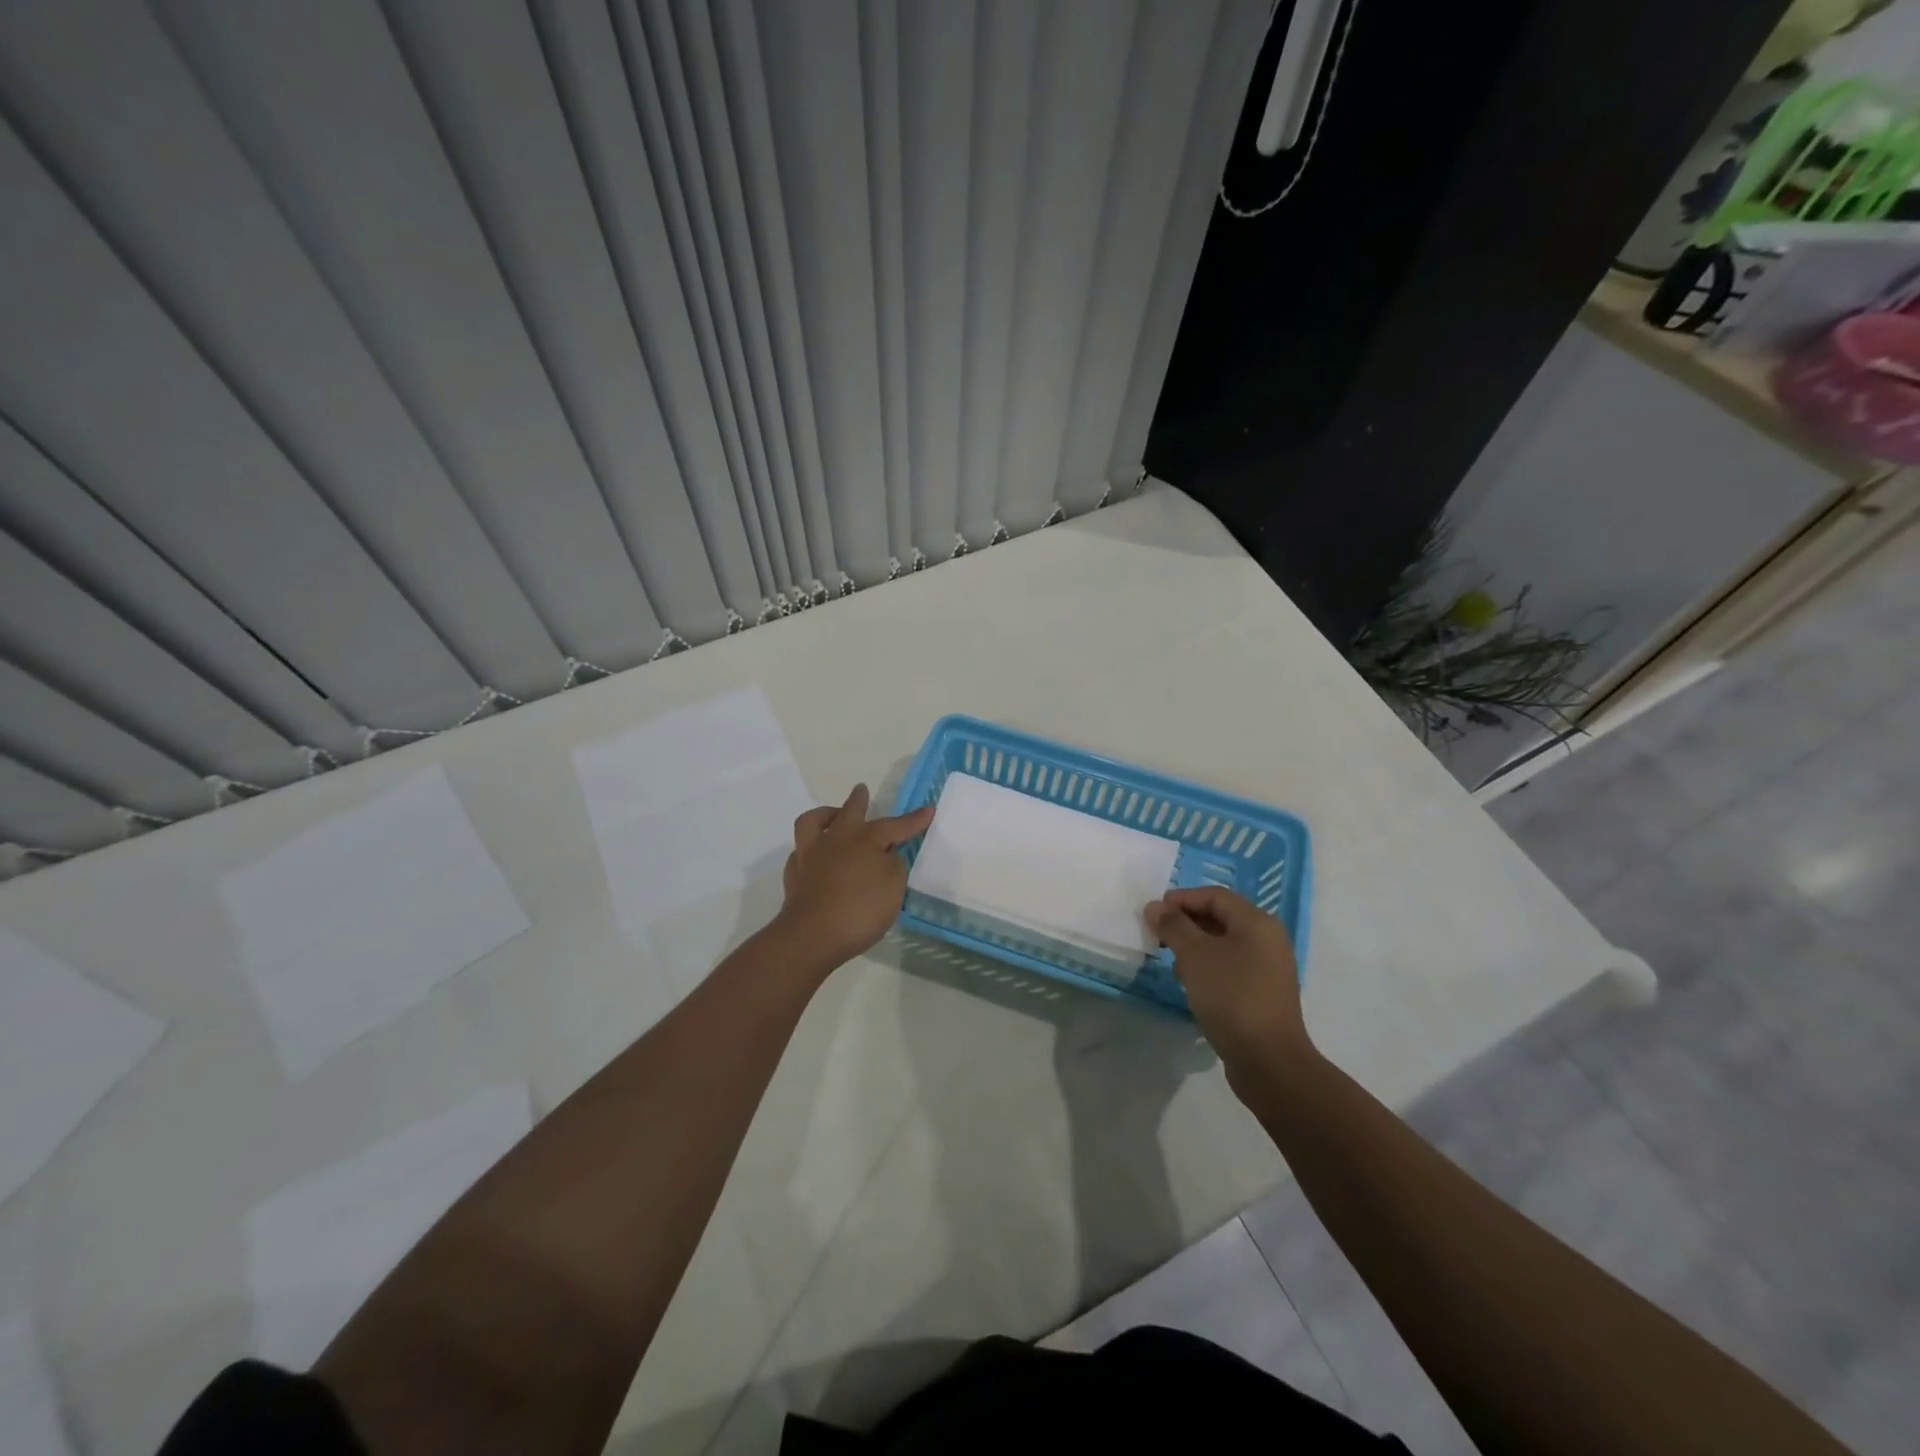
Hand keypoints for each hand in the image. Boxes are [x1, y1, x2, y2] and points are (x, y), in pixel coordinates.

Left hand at [777, 784, 934, 970]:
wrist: (812, 936)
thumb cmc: (860, 909)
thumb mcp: (893, 887)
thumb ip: (893, 866)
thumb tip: (886, 856)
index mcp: (865, 840)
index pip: (894, 825)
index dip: (913, 820)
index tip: (928, 810)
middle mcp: (836, 839)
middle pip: (849, 811)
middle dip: (859, 800)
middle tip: (862, 790)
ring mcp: (810, 855)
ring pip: (813, 822)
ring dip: (825, 815)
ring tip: (833, 816)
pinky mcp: (794, 875)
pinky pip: (801, 851)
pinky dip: (810, 849)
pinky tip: (816, 856)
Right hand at [1145, 887, 1307, 1077]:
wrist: (1268, 1061)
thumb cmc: (1231, 996)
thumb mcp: (1195, 955)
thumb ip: (1173, 926)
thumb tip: (1154, 906)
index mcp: (1257, 923)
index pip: (1215, 895)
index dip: (1182, 899)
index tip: (1154, 913)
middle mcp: (1268, 940)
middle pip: (1220, 918)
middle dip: (1186, 923)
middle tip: (1158, 936)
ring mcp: (1269, 969)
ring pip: (1224, 944)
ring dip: (1194, 947)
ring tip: (1171, 962)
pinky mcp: (1263, 994)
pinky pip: (1231, 968)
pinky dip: (1208, 967)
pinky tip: (1191, 985)